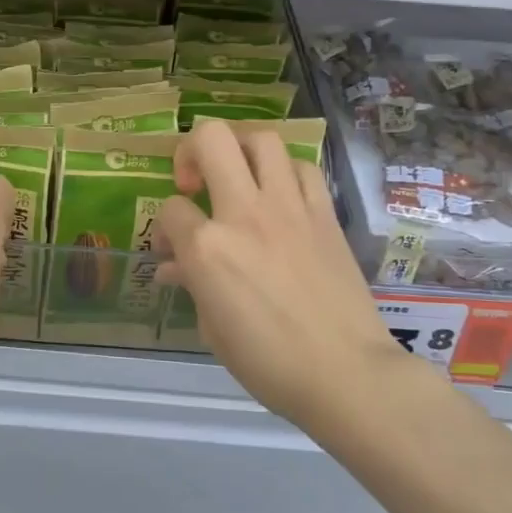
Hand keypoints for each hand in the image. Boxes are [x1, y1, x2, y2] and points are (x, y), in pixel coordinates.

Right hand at [153, 120, 436, 432]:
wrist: (347, 373)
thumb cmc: (269, 363)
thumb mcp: (213, 330)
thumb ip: (192, 285)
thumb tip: (175, 268)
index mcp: (208, 248)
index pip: (170, 210)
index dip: (164, 227)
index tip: (172, 250)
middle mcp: (245, 213)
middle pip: (211, 140)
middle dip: (191, 150)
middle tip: (194, 181)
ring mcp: (289, 208)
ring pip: (262, 140)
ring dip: (240, 150)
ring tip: (237, 176)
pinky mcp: (324, 213)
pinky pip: (303, 168)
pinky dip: (285, 172)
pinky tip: (280, 196)